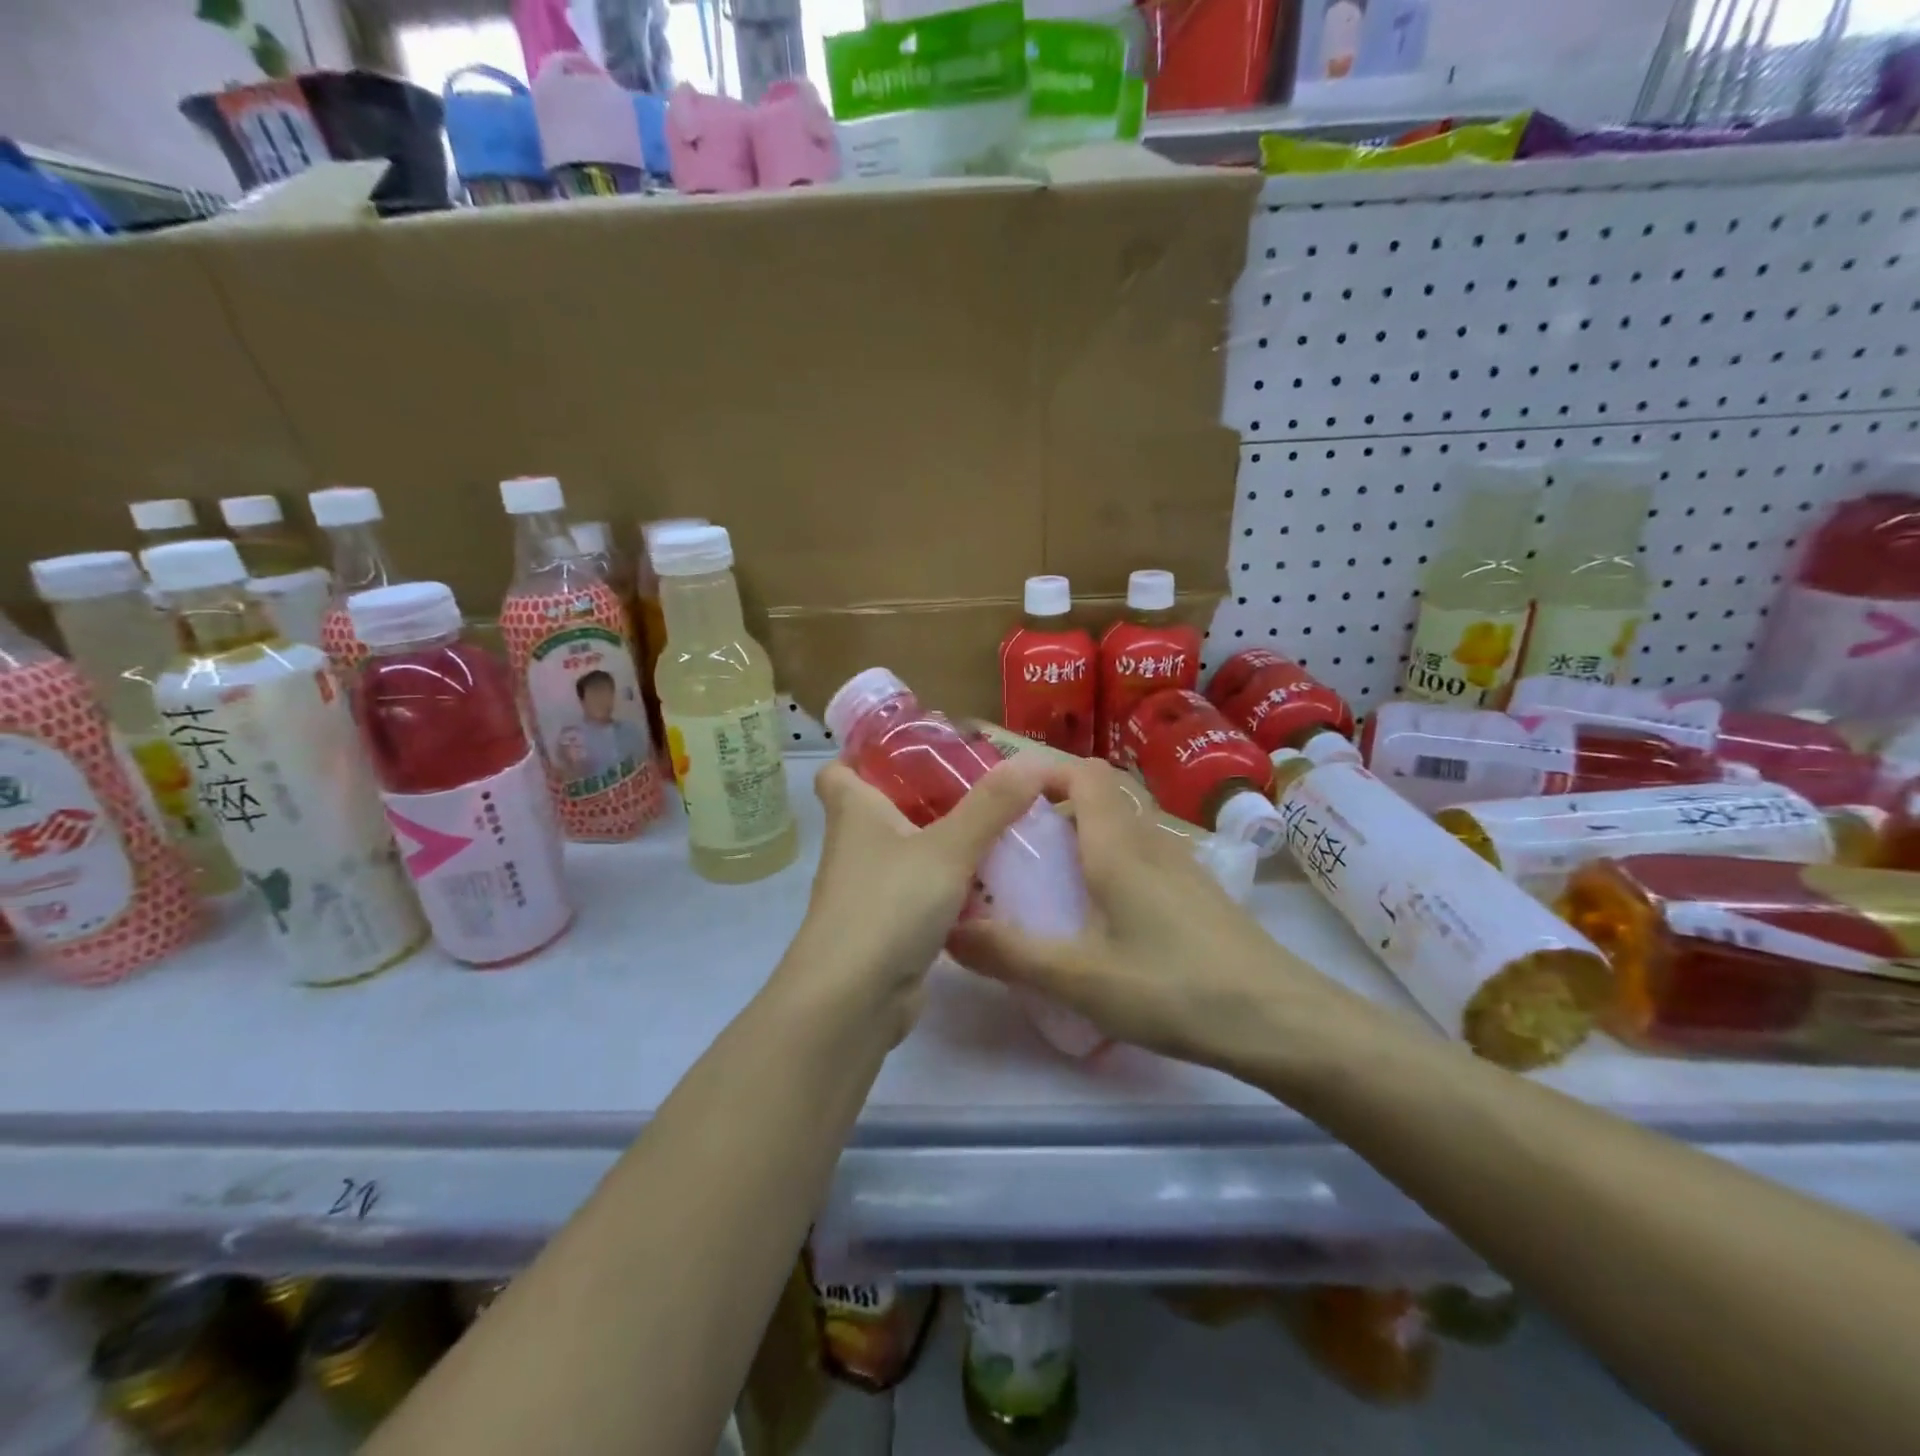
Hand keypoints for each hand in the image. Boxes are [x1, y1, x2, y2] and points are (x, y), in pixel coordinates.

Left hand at [781, 758, 1057, 1043]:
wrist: (854, 998)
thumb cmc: (889, 904)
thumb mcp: (948, 847)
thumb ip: (992, 805)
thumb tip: (1035, 761)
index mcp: (854, 811)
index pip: (842, 768)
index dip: (869, 754)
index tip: (916, 748)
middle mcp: (856, 844)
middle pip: (886, 807)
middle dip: (928, 796)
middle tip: (981, 786)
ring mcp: (869, 887)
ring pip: (909, 852)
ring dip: (945, 842)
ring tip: (998, 829)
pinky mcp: (887, 924)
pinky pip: (922, 892)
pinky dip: (951, 886)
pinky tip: (991, 885)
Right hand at [947, 756, 1364, 1080]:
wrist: (1281, 1021)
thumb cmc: (1174, 988)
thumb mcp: (1080, 978)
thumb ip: (1011, 954)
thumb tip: (948, 932)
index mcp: (1118, 845)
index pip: (1083, 772)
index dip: (1043, 770)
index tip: (1005, 799)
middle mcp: (1150, 842)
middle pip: (1100, 798)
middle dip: (1053, 812)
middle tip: (1014, 852)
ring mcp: (1181, 867)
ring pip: (1122, 830)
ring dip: (1082, 842)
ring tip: (1047, 887)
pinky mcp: (1198, 895)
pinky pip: (1142, 860)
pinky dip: (1109, 868)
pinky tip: (1100, 922)